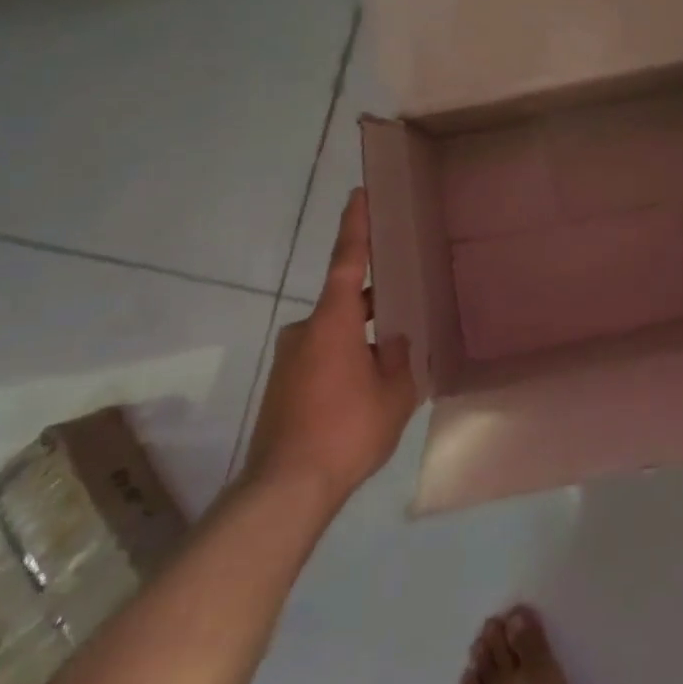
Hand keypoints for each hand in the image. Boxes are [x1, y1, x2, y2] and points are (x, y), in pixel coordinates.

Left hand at [243, 189, 418, 507]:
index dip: (356, 225)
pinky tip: (362, 395)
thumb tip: (392, 342)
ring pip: (334, 337)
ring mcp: (288, 359)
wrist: (285, 489)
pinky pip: (320, 361)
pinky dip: (342, 365)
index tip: (359, 194)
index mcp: (334, 320)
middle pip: (344, 304)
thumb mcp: (394, 394)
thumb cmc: (347, 430)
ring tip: (389, 370)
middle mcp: (306, 330)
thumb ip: (399, 359)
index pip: (347, 260)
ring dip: (359, 343)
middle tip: (403, 313)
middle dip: (373, 307)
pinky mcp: (280, 387)